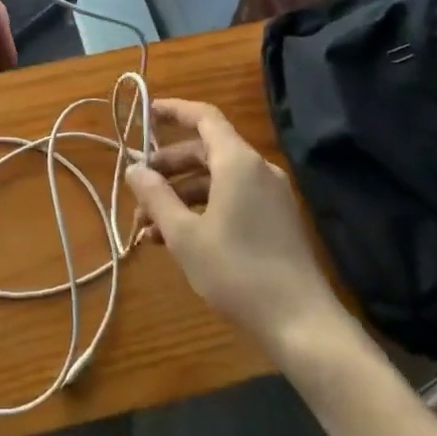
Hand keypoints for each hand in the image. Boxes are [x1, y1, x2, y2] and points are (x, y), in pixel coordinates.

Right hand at [125, 99, 353, 350]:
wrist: (302, 324)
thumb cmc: (237, 271)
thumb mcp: (185, 235)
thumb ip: (156, 196)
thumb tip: (134, 170)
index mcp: (237, 162)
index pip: (203, 117)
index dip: (173, 111)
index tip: (145, 114)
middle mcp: (257, 169)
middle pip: (205, 151)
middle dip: (168, 168)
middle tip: (138, 189)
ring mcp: (270, 196)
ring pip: (216, 180)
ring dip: (181, 195)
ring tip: (148, 227)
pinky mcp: (276, 221)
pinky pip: (232, 200)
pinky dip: (203, 209)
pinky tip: (177, 241)